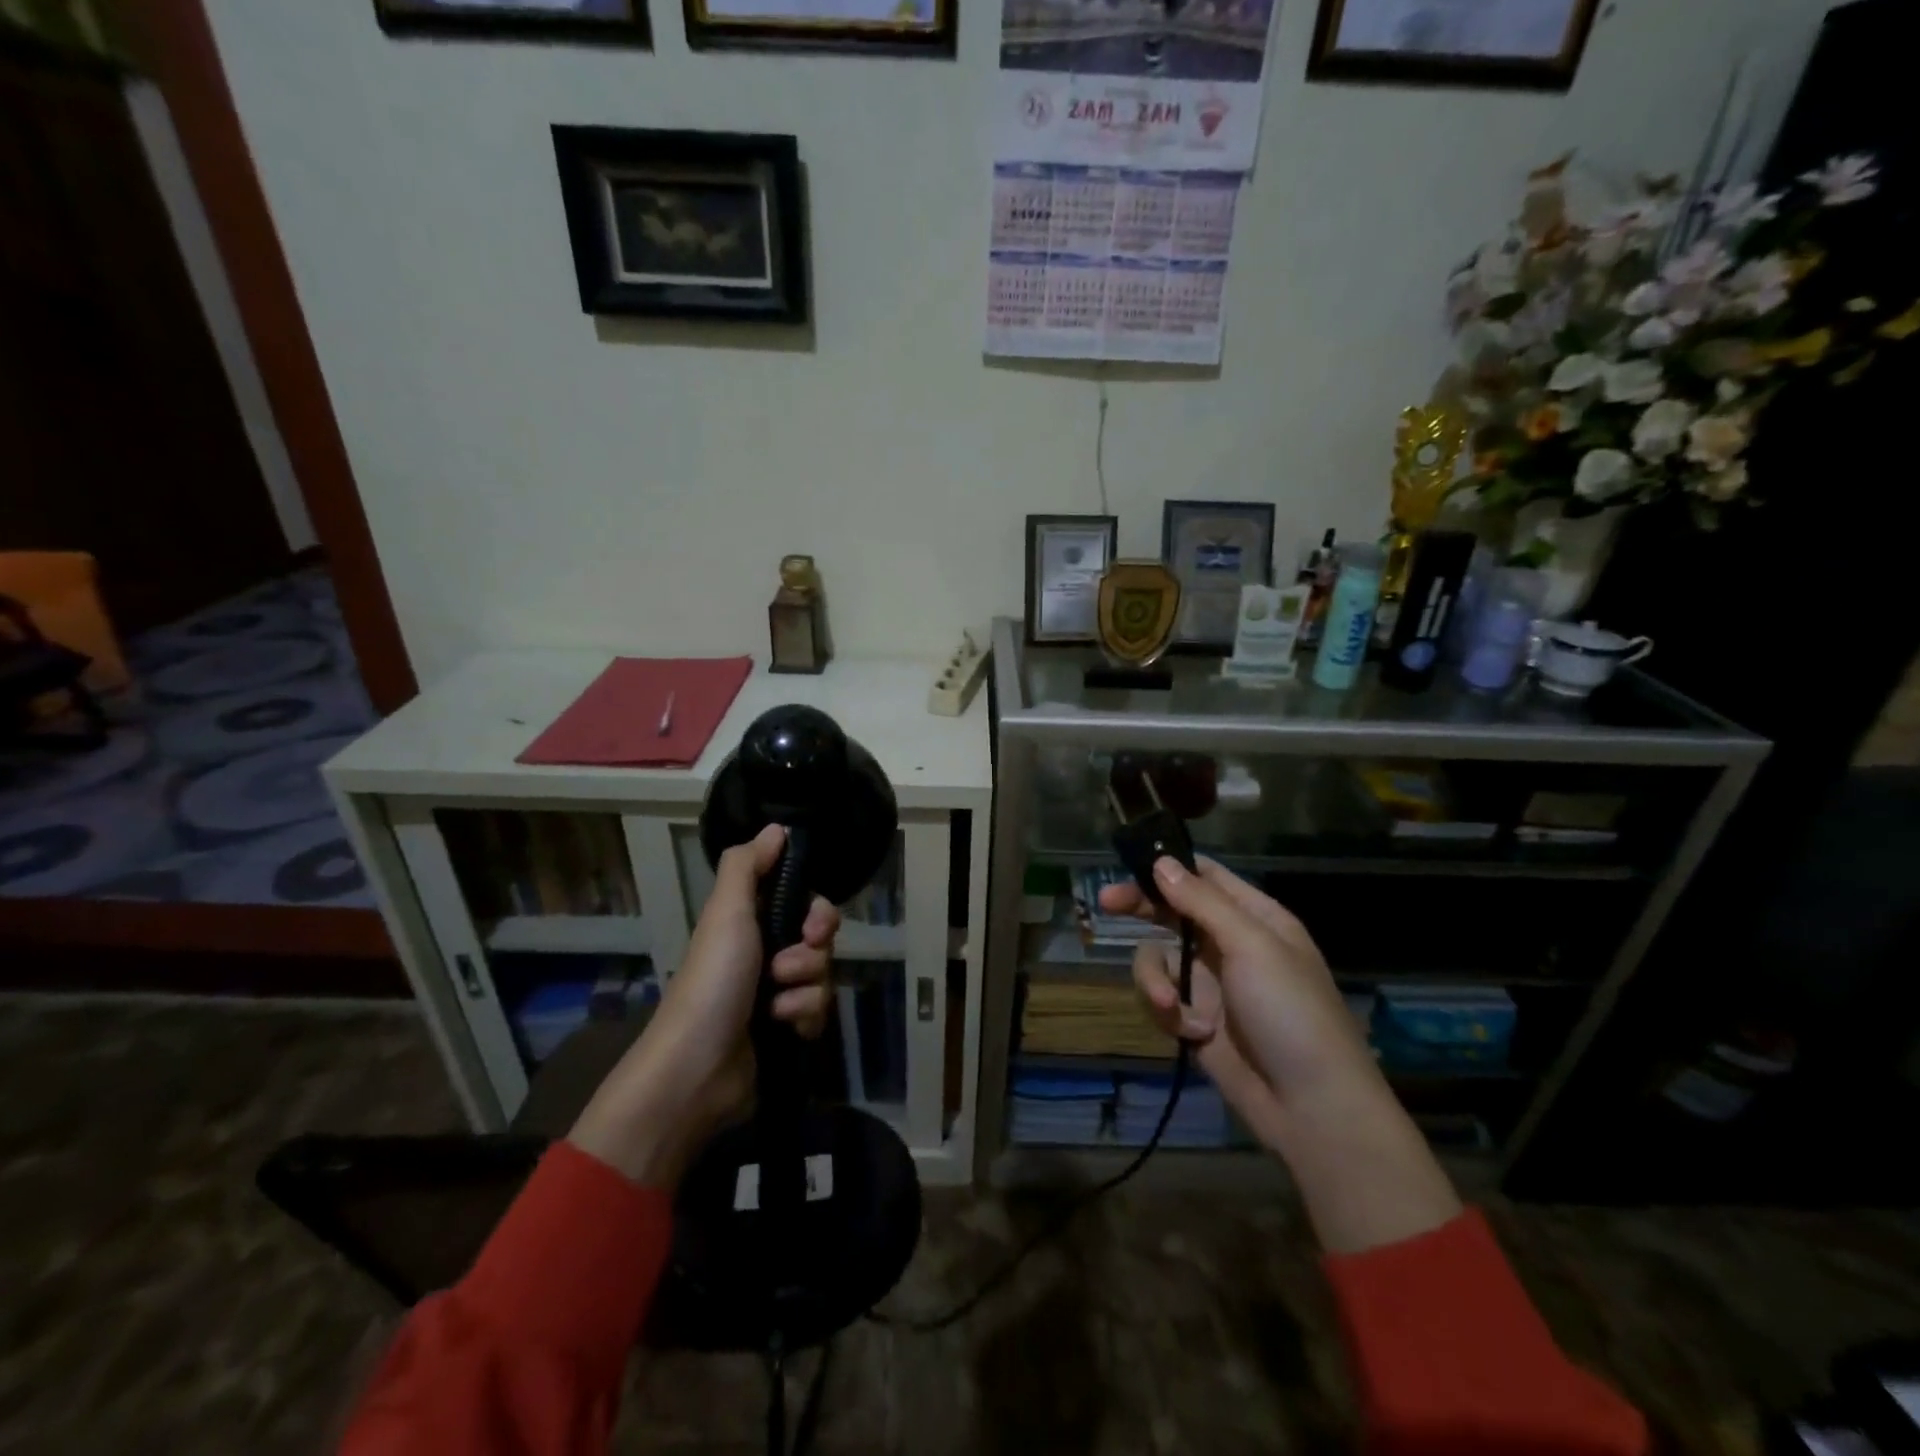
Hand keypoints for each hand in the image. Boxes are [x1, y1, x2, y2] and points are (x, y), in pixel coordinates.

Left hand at [569, 824, 836, 1187]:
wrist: (697, 1069)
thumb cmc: (713, 981)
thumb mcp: (726, 913)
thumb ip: (748, 866)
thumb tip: (776, 828)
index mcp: (750, 924)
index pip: (805, 904)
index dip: (817, 912)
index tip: (812, 926)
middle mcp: (766, 954)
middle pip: (820, 940)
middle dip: (811, 954)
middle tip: (788, 967)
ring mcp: (777, 995)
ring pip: (823, 977)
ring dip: (804, 990)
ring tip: (776, 1008)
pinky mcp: (786, 1031)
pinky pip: (819, 1013)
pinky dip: (804, 1019)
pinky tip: (784, 1029)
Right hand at [1099, 856, 1377, 1144]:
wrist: (1311, 1108)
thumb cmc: (1291, 1013)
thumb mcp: (1252, 946)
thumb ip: (1203, 902)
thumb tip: (1162, 862)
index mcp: (1255, 919)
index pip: (1206, 877)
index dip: (1170, 867)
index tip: (1131, 863)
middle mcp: (1229, 945)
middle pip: (1172, 913)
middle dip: (1141, 910)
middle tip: (1106, 904)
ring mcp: (1211, 984)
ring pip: (1158, 959)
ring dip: (1154, 980)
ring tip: (1168, 1006)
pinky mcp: (1194, 1020)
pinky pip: (1161, 1000)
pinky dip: (1168, 1014)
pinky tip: (1191, 1034)